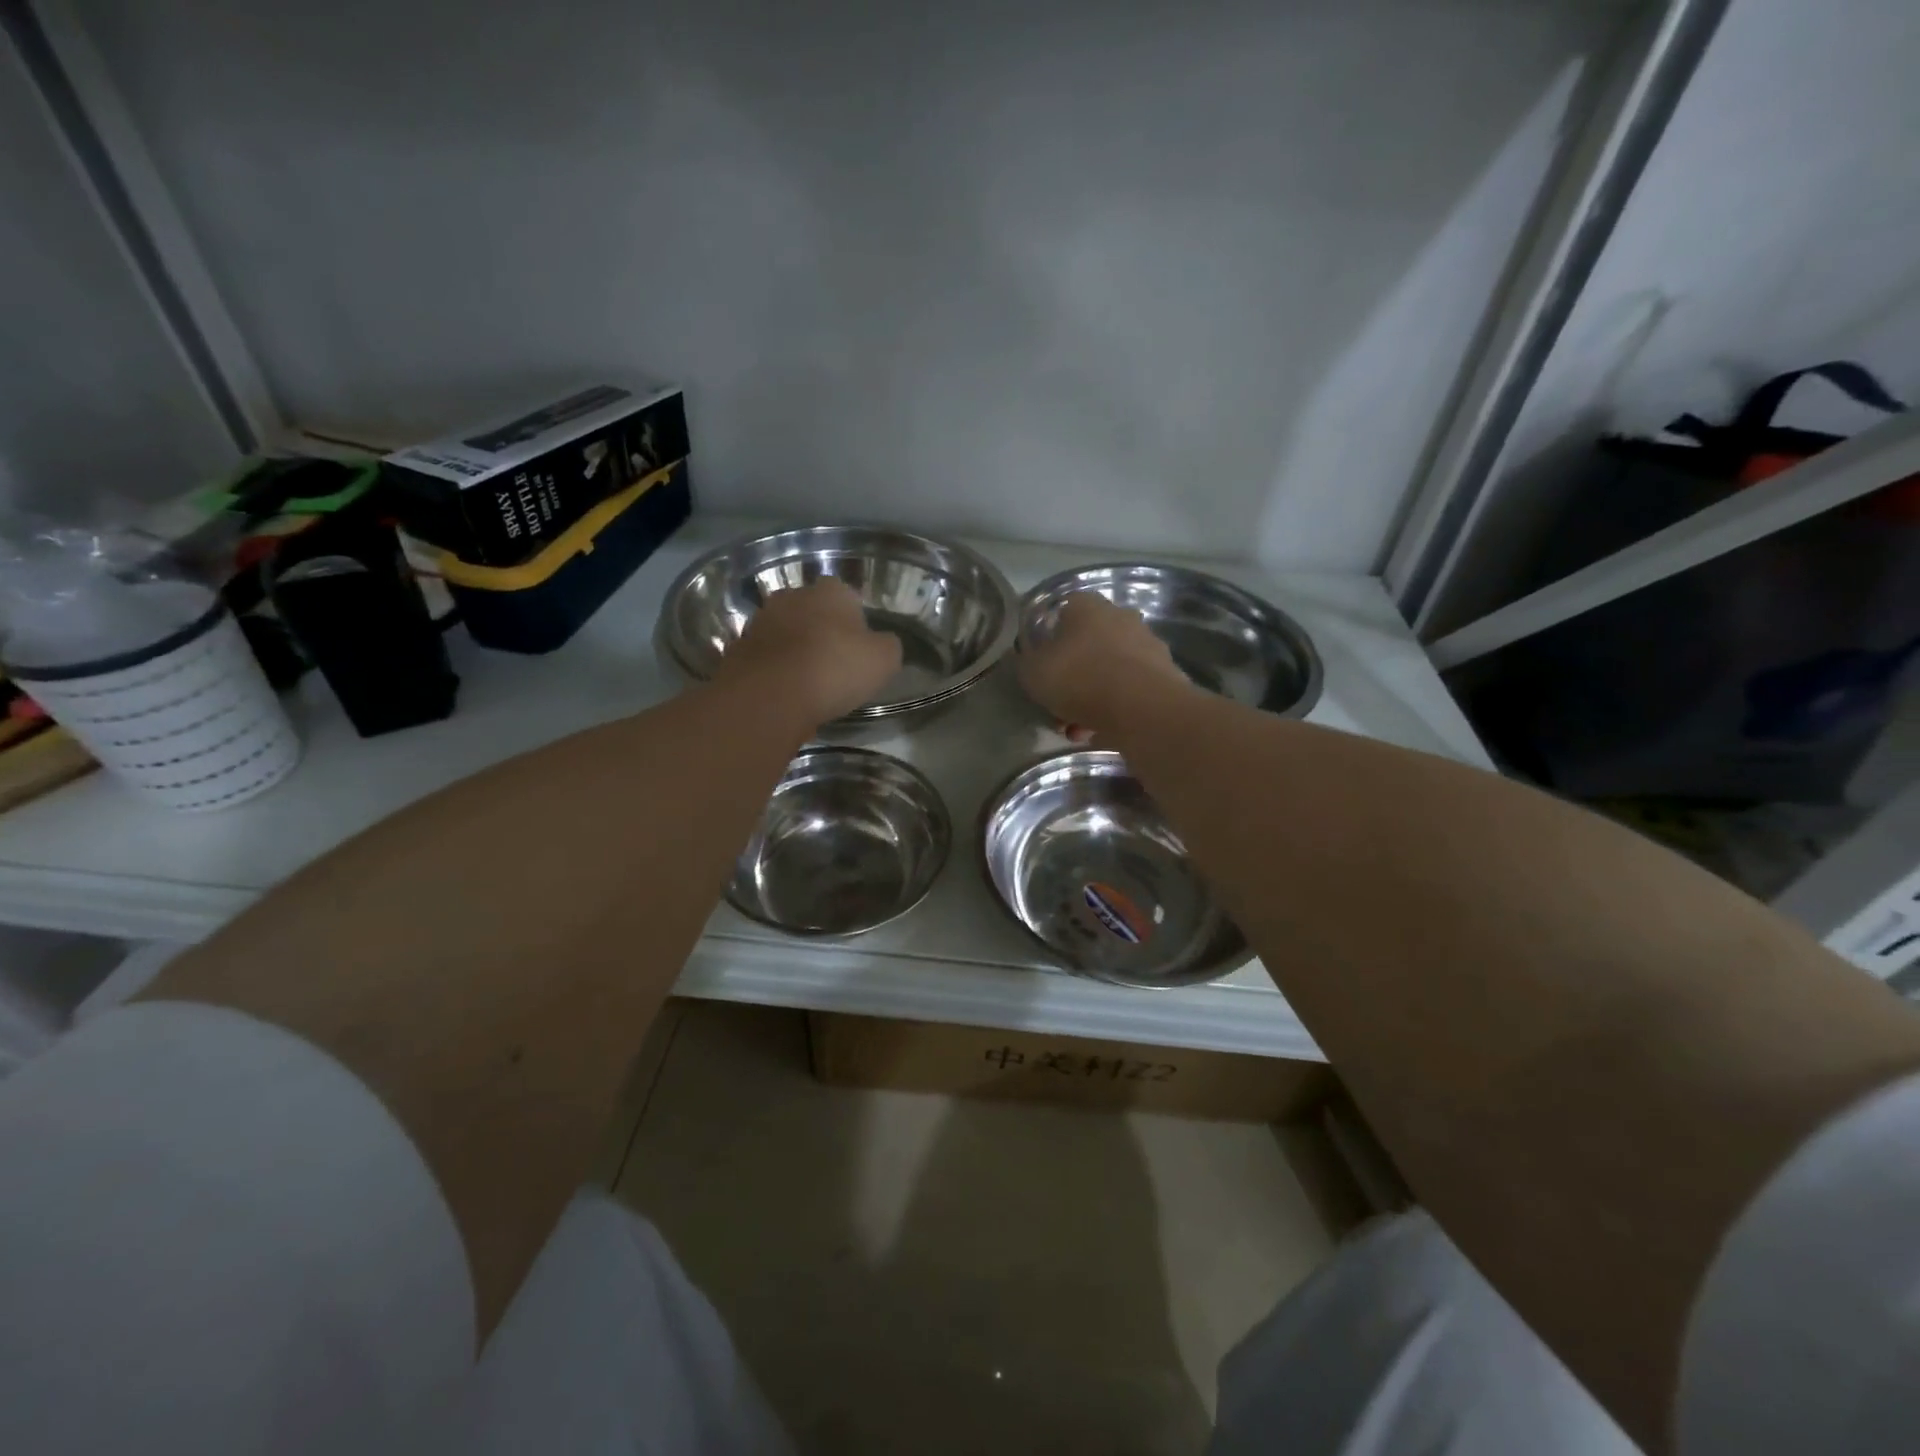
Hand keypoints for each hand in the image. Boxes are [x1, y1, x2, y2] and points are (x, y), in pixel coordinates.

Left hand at [715, 578, 903, 727]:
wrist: (770, 696)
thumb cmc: (835, 669)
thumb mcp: (884, 660)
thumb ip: (887, 646)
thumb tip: (881, 644)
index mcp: (830, 591)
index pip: (847, 596)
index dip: (855, 621)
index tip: (860, 647)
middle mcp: (792, 596)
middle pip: (812, 611)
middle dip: (822, 631)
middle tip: (835, 663)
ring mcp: (760, 621)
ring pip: (786, 633)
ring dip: (795, 650)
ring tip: (809, 682)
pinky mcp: (738, 649)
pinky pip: (765, 657)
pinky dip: (775, 670)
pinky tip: (785, 693)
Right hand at [1017, 592, 1192, 736]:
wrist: (1141, 707)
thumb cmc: (1078, 678)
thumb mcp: (1032, 671)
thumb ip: (1025, 661)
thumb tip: (1026, 657)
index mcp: (1086, 606)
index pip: (1062, 613)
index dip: (1049, 642)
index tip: (1042, 669)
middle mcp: (1120, 616)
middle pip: (1088, 645)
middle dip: (1072, 677)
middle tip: (1058, 707)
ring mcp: (1147, 644)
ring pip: (1109, 671)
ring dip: (1092, 698)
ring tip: (1078, 730)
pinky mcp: (1165, 674)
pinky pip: (1129, 691)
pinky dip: (1115, 709)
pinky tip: (1101, 733)